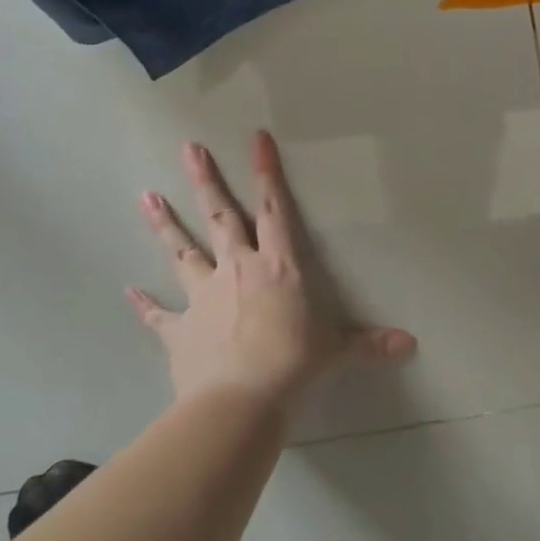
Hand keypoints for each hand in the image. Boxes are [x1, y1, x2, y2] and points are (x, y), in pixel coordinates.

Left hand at [128, 131, 415, 412]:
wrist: (240, 401)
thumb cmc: (294, 366)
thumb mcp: (336, 351)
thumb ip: (369, 344)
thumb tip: (410, 344)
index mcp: (278, 267)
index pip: (274, 210)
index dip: (267, 173)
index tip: (257, 138)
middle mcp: (237, 270)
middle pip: (220, 217)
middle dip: (206, 181)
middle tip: (189, 148)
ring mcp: (203, 297)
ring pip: (182, 251)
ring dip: (166, 224)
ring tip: (146, 196)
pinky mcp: (179, 329)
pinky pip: (158, 314)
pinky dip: (144, 304)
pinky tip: (129, 292)